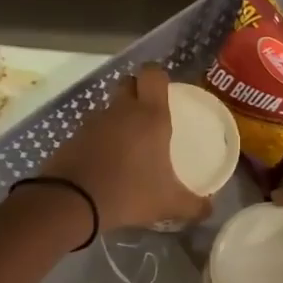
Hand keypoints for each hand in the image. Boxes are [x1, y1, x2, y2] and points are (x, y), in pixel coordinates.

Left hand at [44, 63, 212, 231]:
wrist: (72, 201)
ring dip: (118, 119)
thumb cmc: (129, 192)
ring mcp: (94, 121)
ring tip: (129, 146)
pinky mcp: (74, 136)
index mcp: (150, 115)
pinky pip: (92, 129)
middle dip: (138, 92)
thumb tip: (210, 208)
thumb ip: (194, 205)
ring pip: (110, 107)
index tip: (166, 93)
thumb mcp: (169, 204)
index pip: (153, 73)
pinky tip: (107, 162)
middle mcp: (122, 110)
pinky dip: (100, 139)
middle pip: (128, 83)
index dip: (159, 77)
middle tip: (149, 117)